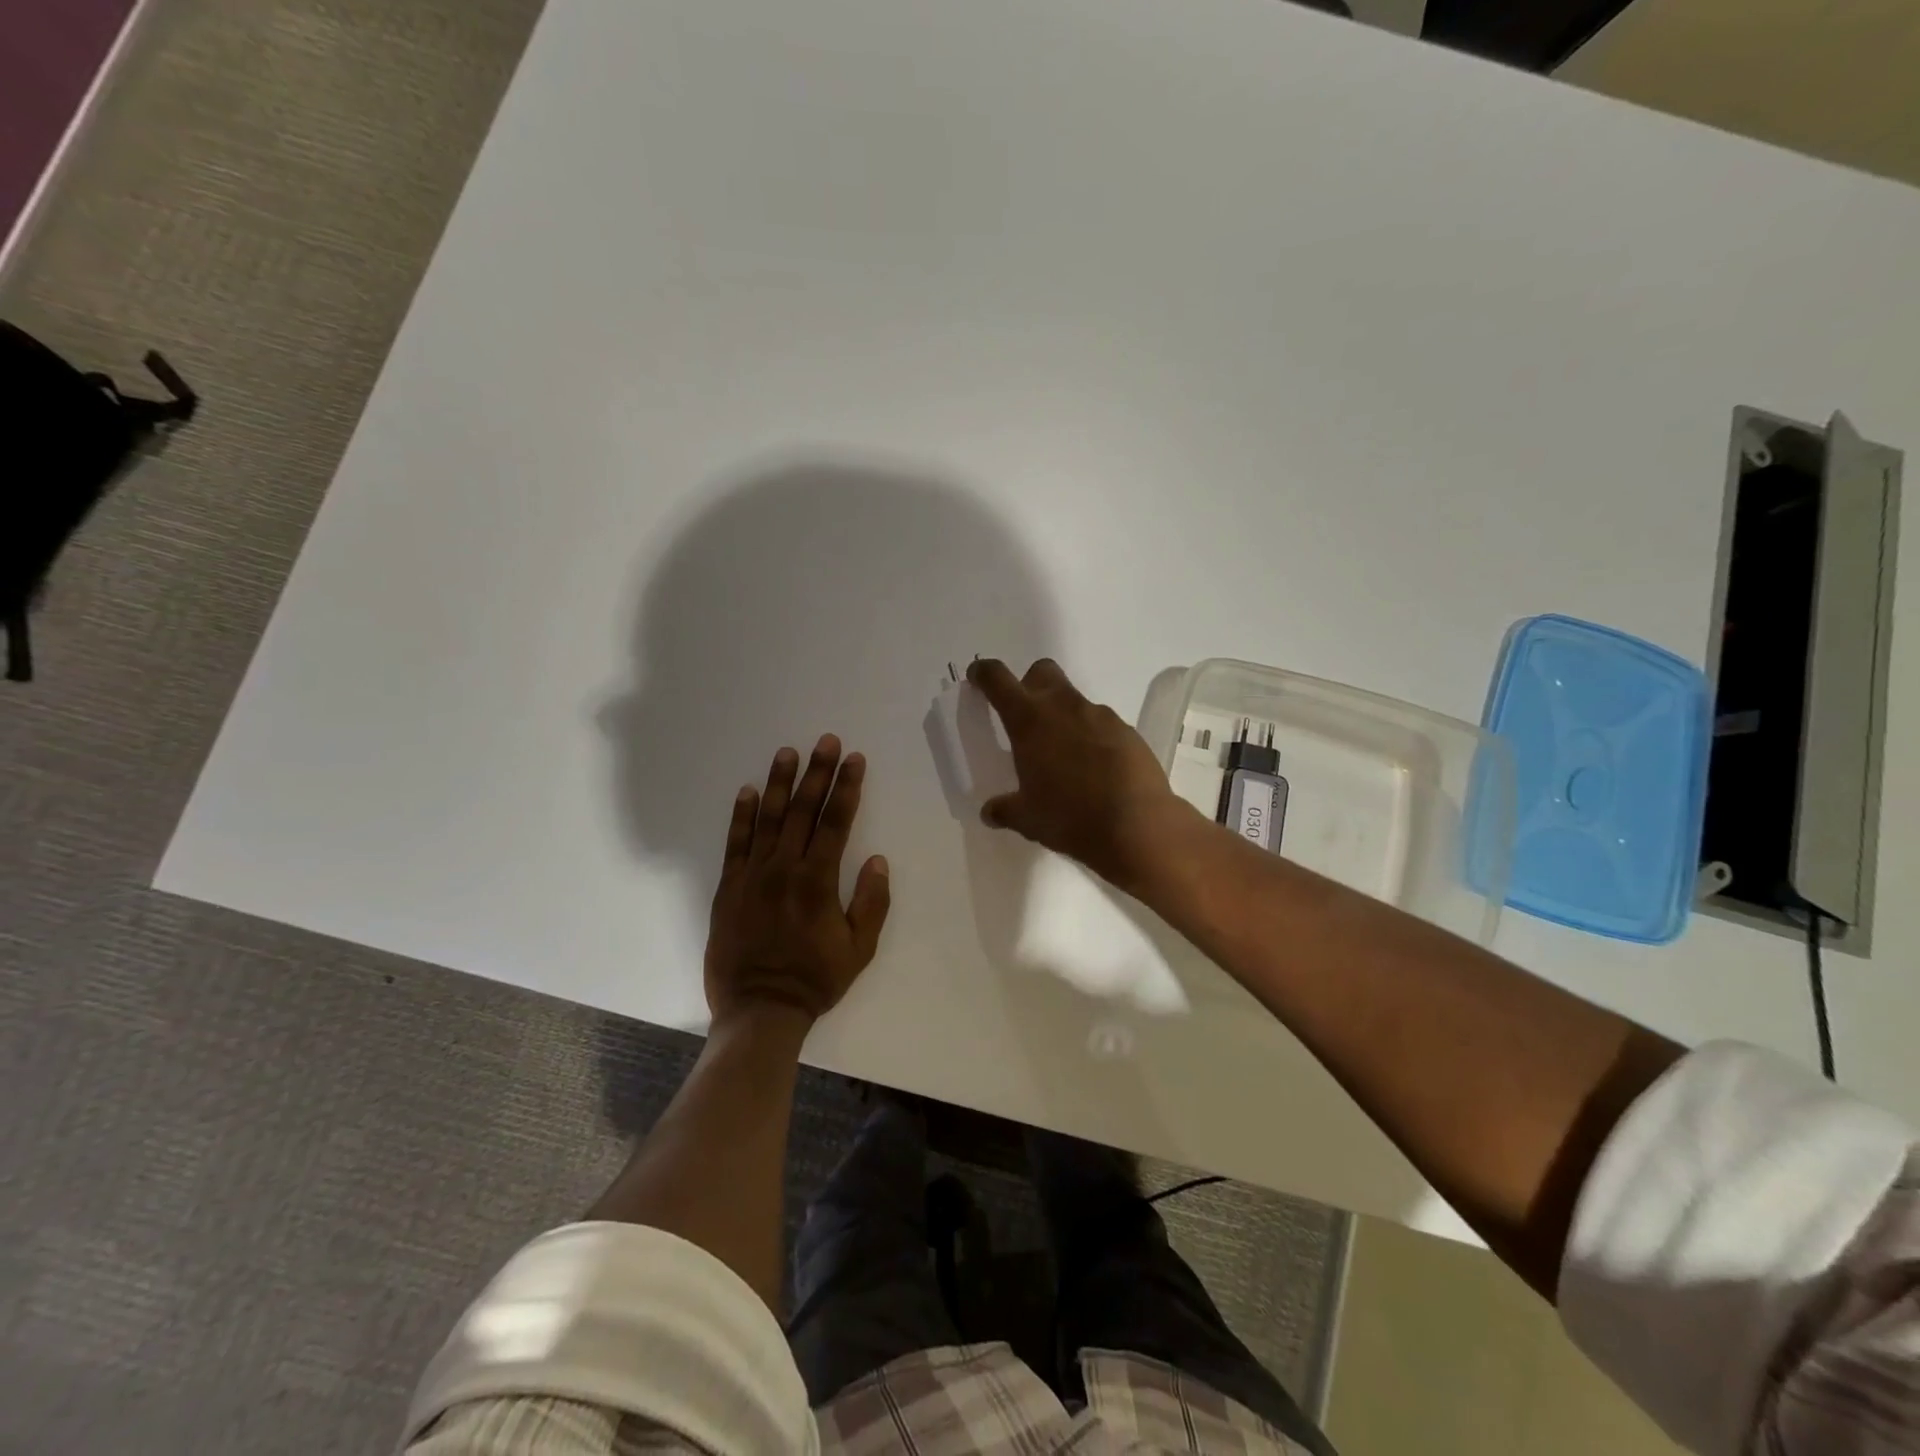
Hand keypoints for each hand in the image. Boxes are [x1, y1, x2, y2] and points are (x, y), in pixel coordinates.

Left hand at [705, 735, 891, 1027]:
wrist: (759, 1009)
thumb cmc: (815, 979)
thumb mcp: (859, 948)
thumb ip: (871, 902)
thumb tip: (876, 859)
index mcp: (818, 880)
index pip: (836, 821)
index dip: (847, 787)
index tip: (854, 758)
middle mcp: (785, 868)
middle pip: (803, 810)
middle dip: (818, 772)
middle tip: (826, 741)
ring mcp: (753, 875)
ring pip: (767, 818)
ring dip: (779, 783)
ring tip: (787, 752)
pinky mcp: (729, 887)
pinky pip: (735, 843)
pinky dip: (741, 815)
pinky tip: (746, 791)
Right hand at [966, 658, 1192, 890]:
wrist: (1138, 826)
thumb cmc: (1070, 817)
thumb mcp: (1027, 819)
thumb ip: (1005, 809)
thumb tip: (990, 812)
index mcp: (1029, 721)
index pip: (997, 680)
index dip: (984, 673)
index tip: (978, 678)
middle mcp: (1063, 707)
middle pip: (1042, 672)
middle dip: (1030, 684)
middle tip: (1026, 716)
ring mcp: (1099, 715)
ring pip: (1074, 700)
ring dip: (1063, 716)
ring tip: (1064, 756)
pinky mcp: (1127, 731)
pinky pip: (1101, 724)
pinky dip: (1091, 737)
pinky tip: (1095, 769)